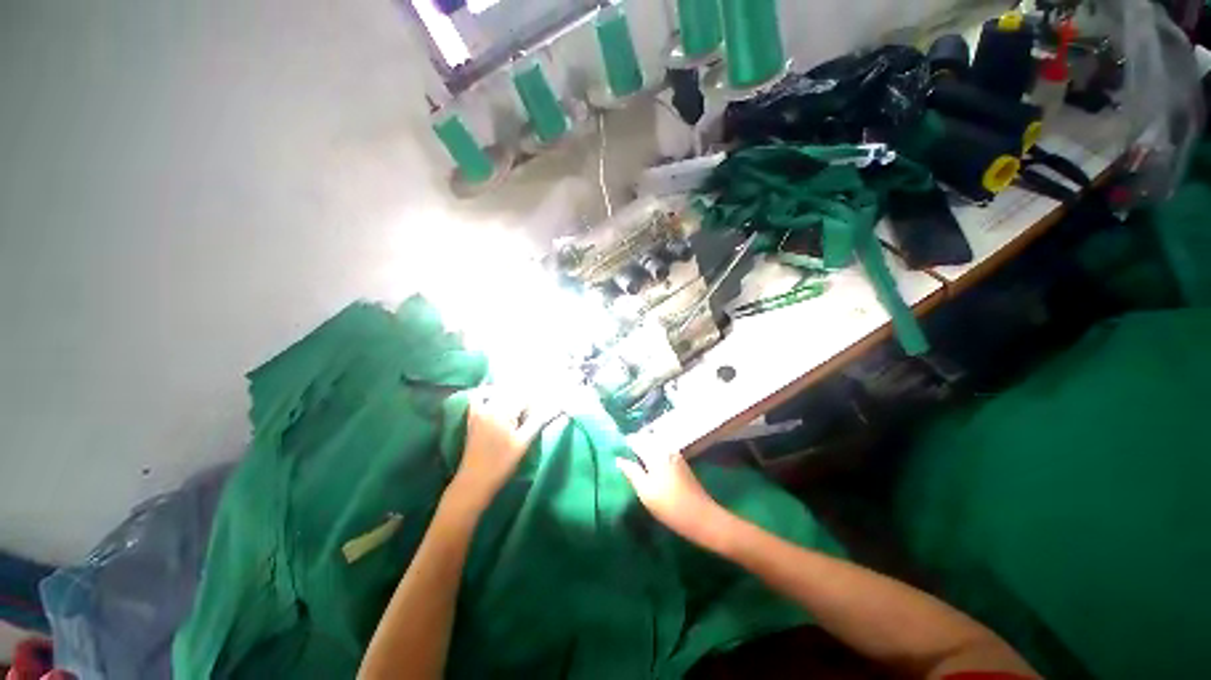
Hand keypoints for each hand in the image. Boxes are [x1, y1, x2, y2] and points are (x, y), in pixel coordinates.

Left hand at [448, 387, 556, 512]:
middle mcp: (489, 405)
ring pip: (499, 392)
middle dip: (526, 399)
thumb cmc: (501, 464)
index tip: (544, 412)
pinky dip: (489, 393)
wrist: (474, 482)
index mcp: (502, 411)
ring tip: (521, 409)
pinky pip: (480, 396)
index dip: (537, 403)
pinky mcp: (473, 417)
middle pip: (513, 392)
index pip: (525, 397)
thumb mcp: (523, 443)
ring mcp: (478, 410)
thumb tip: (558, 407)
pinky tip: (498, 398)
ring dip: (512, 395)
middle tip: (534, 413)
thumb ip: (539, 421)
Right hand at [616, 437, 726, 545]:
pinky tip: (649, 461)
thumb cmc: (669, 506)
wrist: (701, 516)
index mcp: (655, 454)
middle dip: (635, 440)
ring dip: (645, 444)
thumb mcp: (645, 492)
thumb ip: (632, 472)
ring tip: (634, 456)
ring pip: (656, 441)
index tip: (615, 448)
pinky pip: (663, 447)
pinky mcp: (681, 461)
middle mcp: (666, 448)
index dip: (625, 443)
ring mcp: (675, 454)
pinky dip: (654, 449)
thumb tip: (619, 459)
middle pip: (647, 437)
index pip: (636, 440)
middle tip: (624, 451)